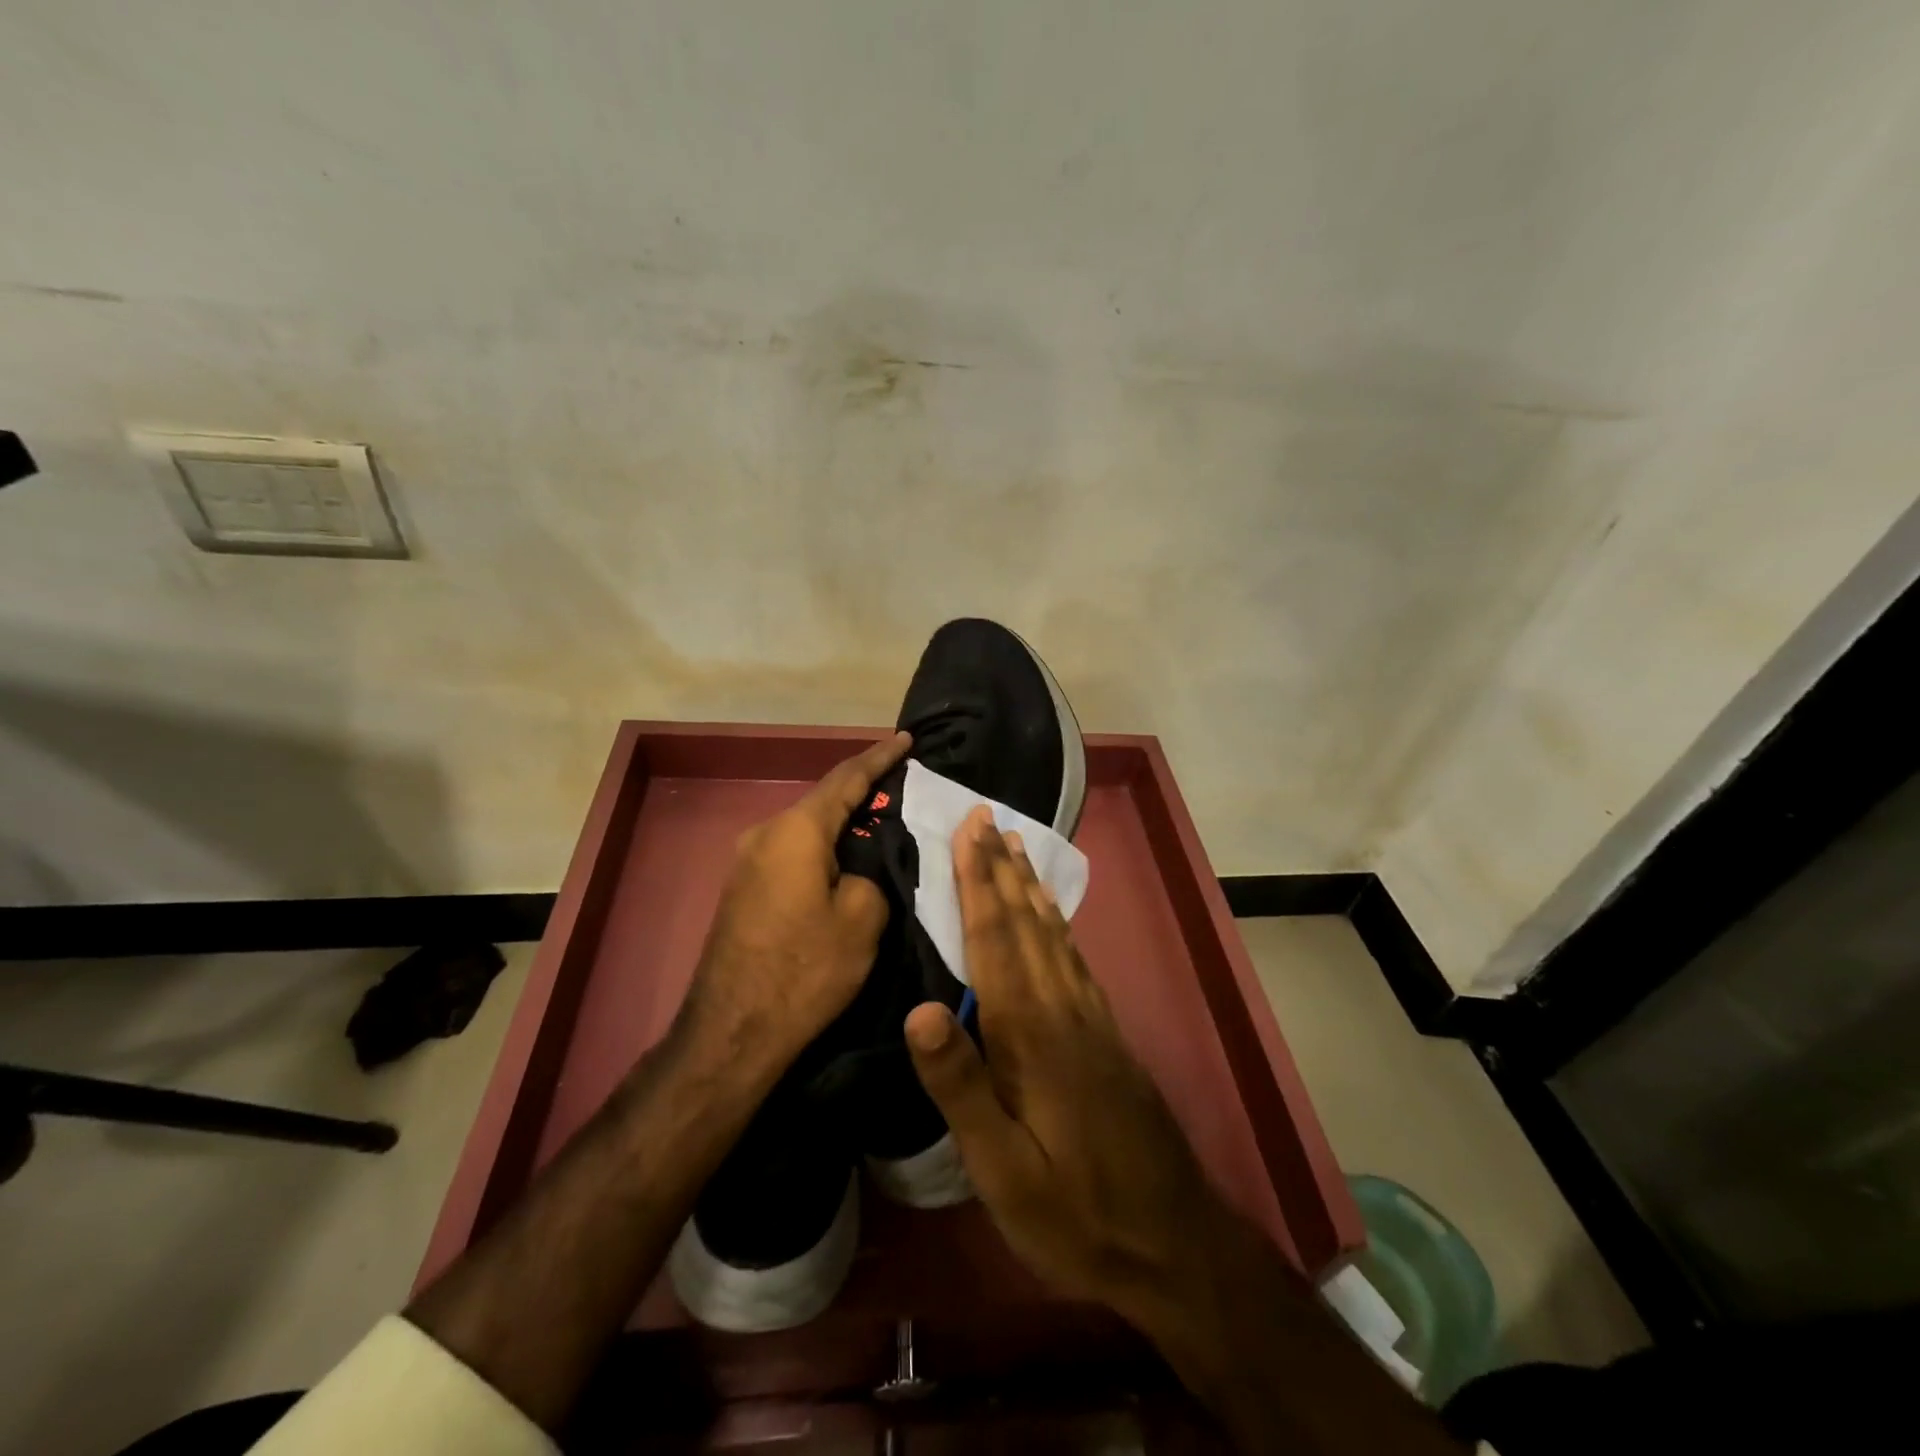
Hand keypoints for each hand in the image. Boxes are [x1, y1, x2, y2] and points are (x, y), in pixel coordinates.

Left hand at [684, 732, 911, 1070]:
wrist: (732, 1030)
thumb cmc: (804, 969)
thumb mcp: (862, 920)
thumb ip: (870, 876)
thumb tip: (856, 872)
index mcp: (796, 830)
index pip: (847, 778)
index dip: (880, 757)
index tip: (906, 739)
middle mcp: (765, 833)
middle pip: (823, 801)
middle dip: (862, 791)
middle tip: (901, 787)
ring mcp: (747, 861)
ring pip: (807, 830)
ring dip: (841, 825)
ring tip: (878, 825)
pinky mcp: (743, 888)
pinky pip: (792, 853)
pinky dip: (822, 849)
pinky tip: (843, 863)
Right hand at [903, 807, 1224, 1319]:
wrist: (1173, 1243)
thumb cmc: (1074, 1211)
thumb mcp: (1003, 1168)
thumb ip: (961, 1086)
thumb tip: (918, 1009)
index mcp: (1030, 1032)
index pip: (996, 938)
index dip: (978, 881)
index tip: (969, 829)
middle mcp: (1062, 1008)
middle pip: (1026, 922)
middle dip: (1001, 867)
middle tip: (987, 817)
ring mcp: (1090, 1018)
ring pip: (1054, 934)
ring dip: (1030, 887)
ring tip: (1016, 847)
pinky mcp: (1106, 1033)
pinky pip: (1074, 958)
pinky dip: (1057, 924)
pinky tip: (1052, 918)